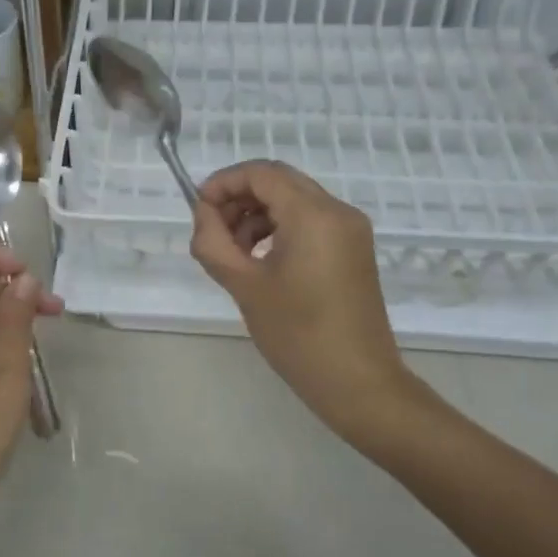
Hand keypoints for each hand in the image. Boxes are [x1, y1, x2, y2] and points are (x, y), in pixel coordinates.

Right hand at [190, 160, 437, 449]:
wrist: (358, 383)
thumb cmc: (297, 334)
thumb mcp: (244, 285)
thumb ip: (213, 241)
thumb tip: (204, 214)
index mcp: (313, 214)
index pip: (261, 173)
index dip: (223, 183)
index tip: (198, 209)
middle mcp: (337, 211)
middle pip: (278, 181)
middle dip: (239, 198)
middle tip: (212, 231)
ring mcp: (350, 230)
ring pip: (293, 200)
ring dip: (257, 214)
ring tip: (233, 252)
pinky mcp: (353, 249)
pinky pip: (309, 221)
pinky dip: (279, 228)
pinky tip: (260, 260)